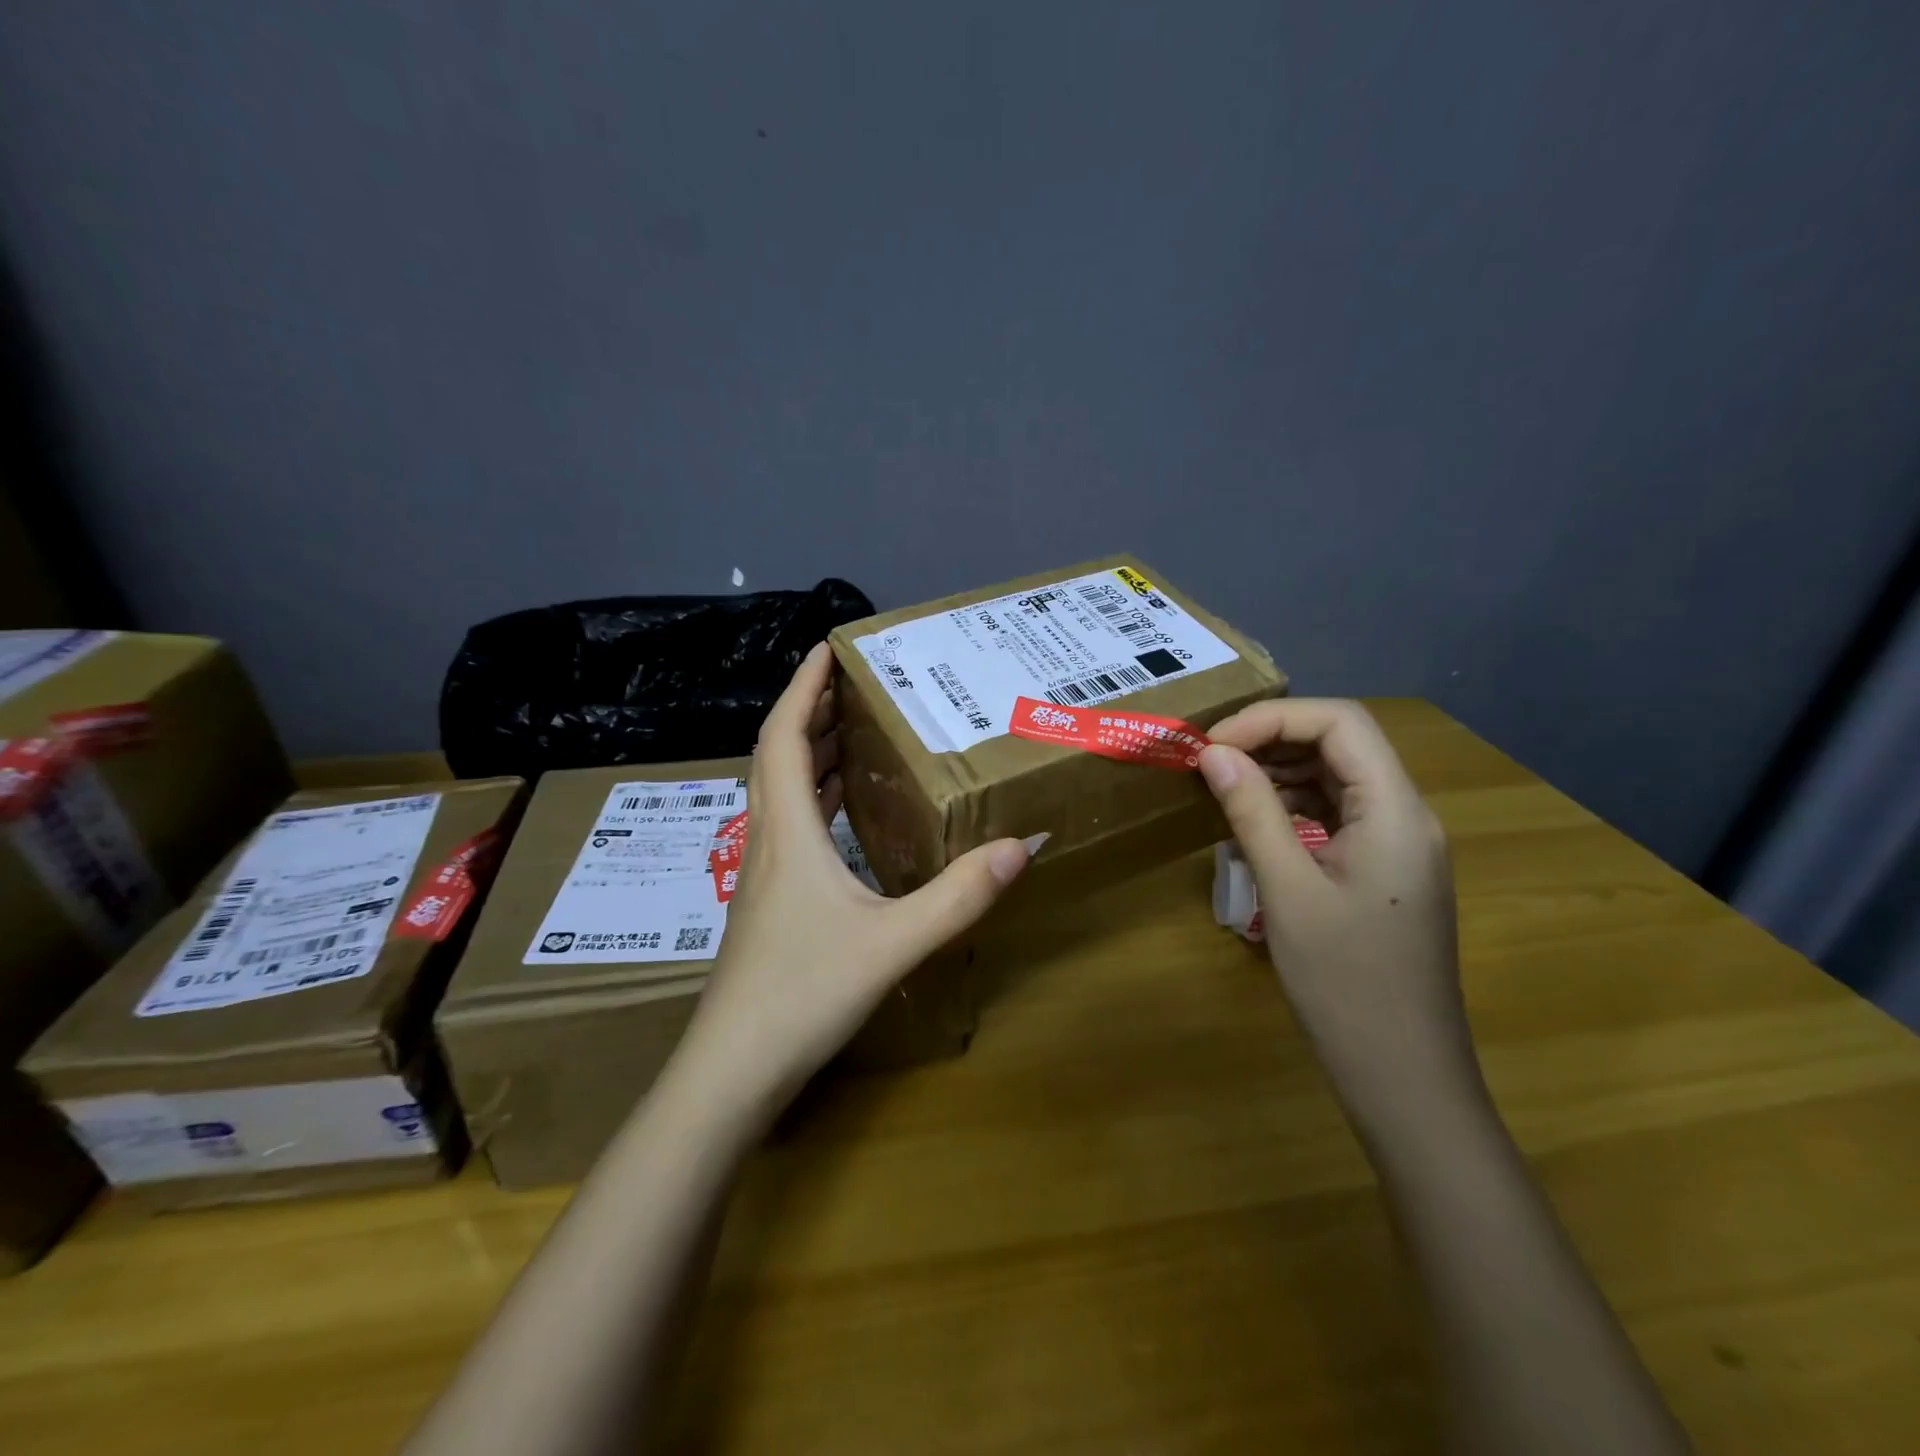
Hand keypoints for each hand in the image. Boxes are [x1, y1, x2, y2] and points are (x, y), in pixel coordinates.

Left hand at [678, 643, 1030, 1119]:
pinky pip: (788, 826)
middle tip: (854, 686)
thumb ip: (958, 896)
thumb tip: (1021, 845)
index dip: (803, 687)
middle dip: (810, 711)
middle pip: (776, 754)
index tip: (829, 648)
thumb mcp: (893, 942)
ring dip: (808, 753)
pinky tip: (841, 814)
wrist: (733, 1071)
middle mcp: (766, 840)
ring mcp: (761, 874)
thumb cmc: (803, 995)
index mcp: (787, 831)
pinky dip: (812, 799)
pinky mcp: (767, 902)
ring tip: (851, 733)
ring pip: (778, 791)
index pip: (782, 735)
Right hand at [1197, 699, 1478, 1122]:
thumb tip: (1213, 754)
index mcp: (1396, 811)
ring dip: (1280, 771)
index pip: (1340, 722)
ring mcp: (1399, 845)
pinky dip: (1294, 805)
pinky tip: (1255, 823)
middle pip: (1342, 743)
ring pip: (1339, 777)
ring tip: (1223, 786)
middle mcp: (1406, 815)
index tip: (1212, 746)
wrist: (1404, 1077)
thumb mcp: (1288, 891)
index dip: (1271, 719)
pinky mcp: (1385, 871)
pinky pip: (1339, 814)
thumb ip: (1252, 811)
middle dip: (1272, 739)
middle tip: (1210, 761)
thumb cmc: (1346, 985)